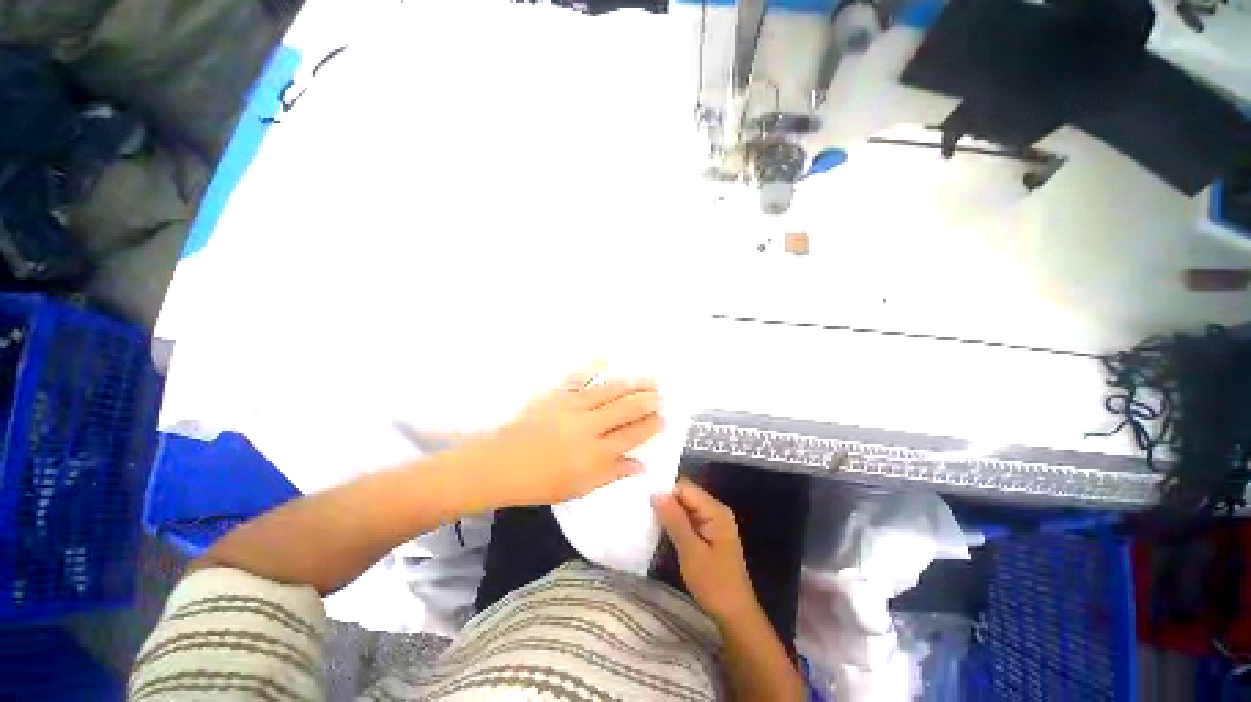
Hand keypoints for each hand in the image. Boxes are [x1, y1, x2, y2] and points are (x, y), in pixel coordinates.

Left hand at [475, 371, 663, 507]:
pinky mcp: (557, 395)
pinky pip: (579, 377)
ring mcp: (573, 407)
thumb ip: (612, 473)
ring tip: (649, 380)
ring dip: (632, 385)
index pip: (632, 435)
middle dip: (647, 401)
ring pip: (610, 391)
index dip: (651, 426)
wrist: (502, 463)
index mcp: (595, 453)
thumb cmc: (542, 482)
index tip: (663, 419)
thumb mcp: (581, 487)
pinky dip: (594, 366)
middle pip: (626, 409)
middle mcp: (589, 426)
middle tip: (661, 395)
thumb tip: (641, 465)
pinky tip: (607, 358)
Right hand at [652, 478, 758, 622]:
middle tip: (641, 509)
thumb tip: (656, 493)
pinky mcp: (708, 534)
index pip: (685, 488)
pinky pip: (687, 519)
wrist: (735, 616)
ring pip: (684, 507)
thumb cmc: (714, 584)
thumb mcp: (691, 552)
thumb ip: (674, 520)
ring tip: (645, 516)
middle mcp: (715, 510)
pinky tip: (659, 528)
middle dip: (665, 501)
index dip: (665, 492)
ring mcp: (712, 522)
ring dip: (668, 512)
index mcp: (716, 511)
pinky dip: (674, 522)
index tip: (643, 500)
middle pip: (685, 495)